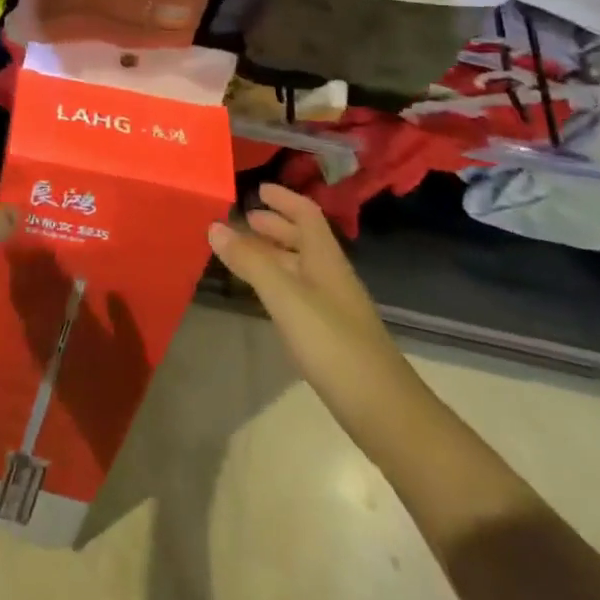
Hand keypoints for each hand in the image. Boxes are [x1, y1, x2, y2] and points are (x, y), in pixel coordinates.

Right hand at [209, 184, 401, 392]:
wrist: (384, 411)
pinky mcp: (332, 335)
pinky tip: (264, 296)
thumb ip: (250, 261)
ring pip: (300, 266)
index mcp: (326, 258)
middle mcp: (332, 275)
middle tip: (243, 219)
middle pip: (304, 238)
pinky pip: (300, 292)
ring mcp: (335, 306)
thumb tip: (214, 225)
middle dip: (275, 225)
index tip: (258, 189)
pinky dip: (278, 282)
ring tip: (243, 253)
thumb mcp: (285, 297)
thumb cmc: (333, 343)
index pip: (307, 214)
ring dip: (274, 253)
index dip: (284, 198)